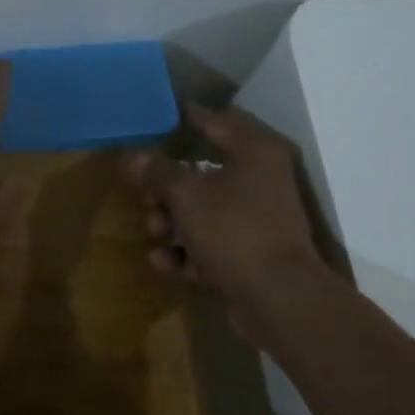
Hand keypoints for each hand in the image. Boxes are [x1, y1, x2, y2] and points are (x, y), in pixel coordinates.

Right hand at [130, 104, 340, 348]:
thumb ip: (158, 172)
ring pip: (204, 209)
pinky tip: (166, 262)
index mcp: (253, 151)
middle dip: (167, 186)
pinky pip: (212, 242)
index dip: (183, 116)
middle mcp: (260, 177)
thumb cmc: (233, 230)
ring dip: (173, 221)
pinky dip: (189, 250)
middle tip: (144, 194)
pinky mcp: (252, 252)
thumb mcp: (185, 195)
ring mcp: (258, 217)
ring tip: (156, 233)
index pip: (213, 120)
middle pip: (203, 170)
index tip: (154, 115)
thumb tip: (135, 156)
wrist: (279, 299)